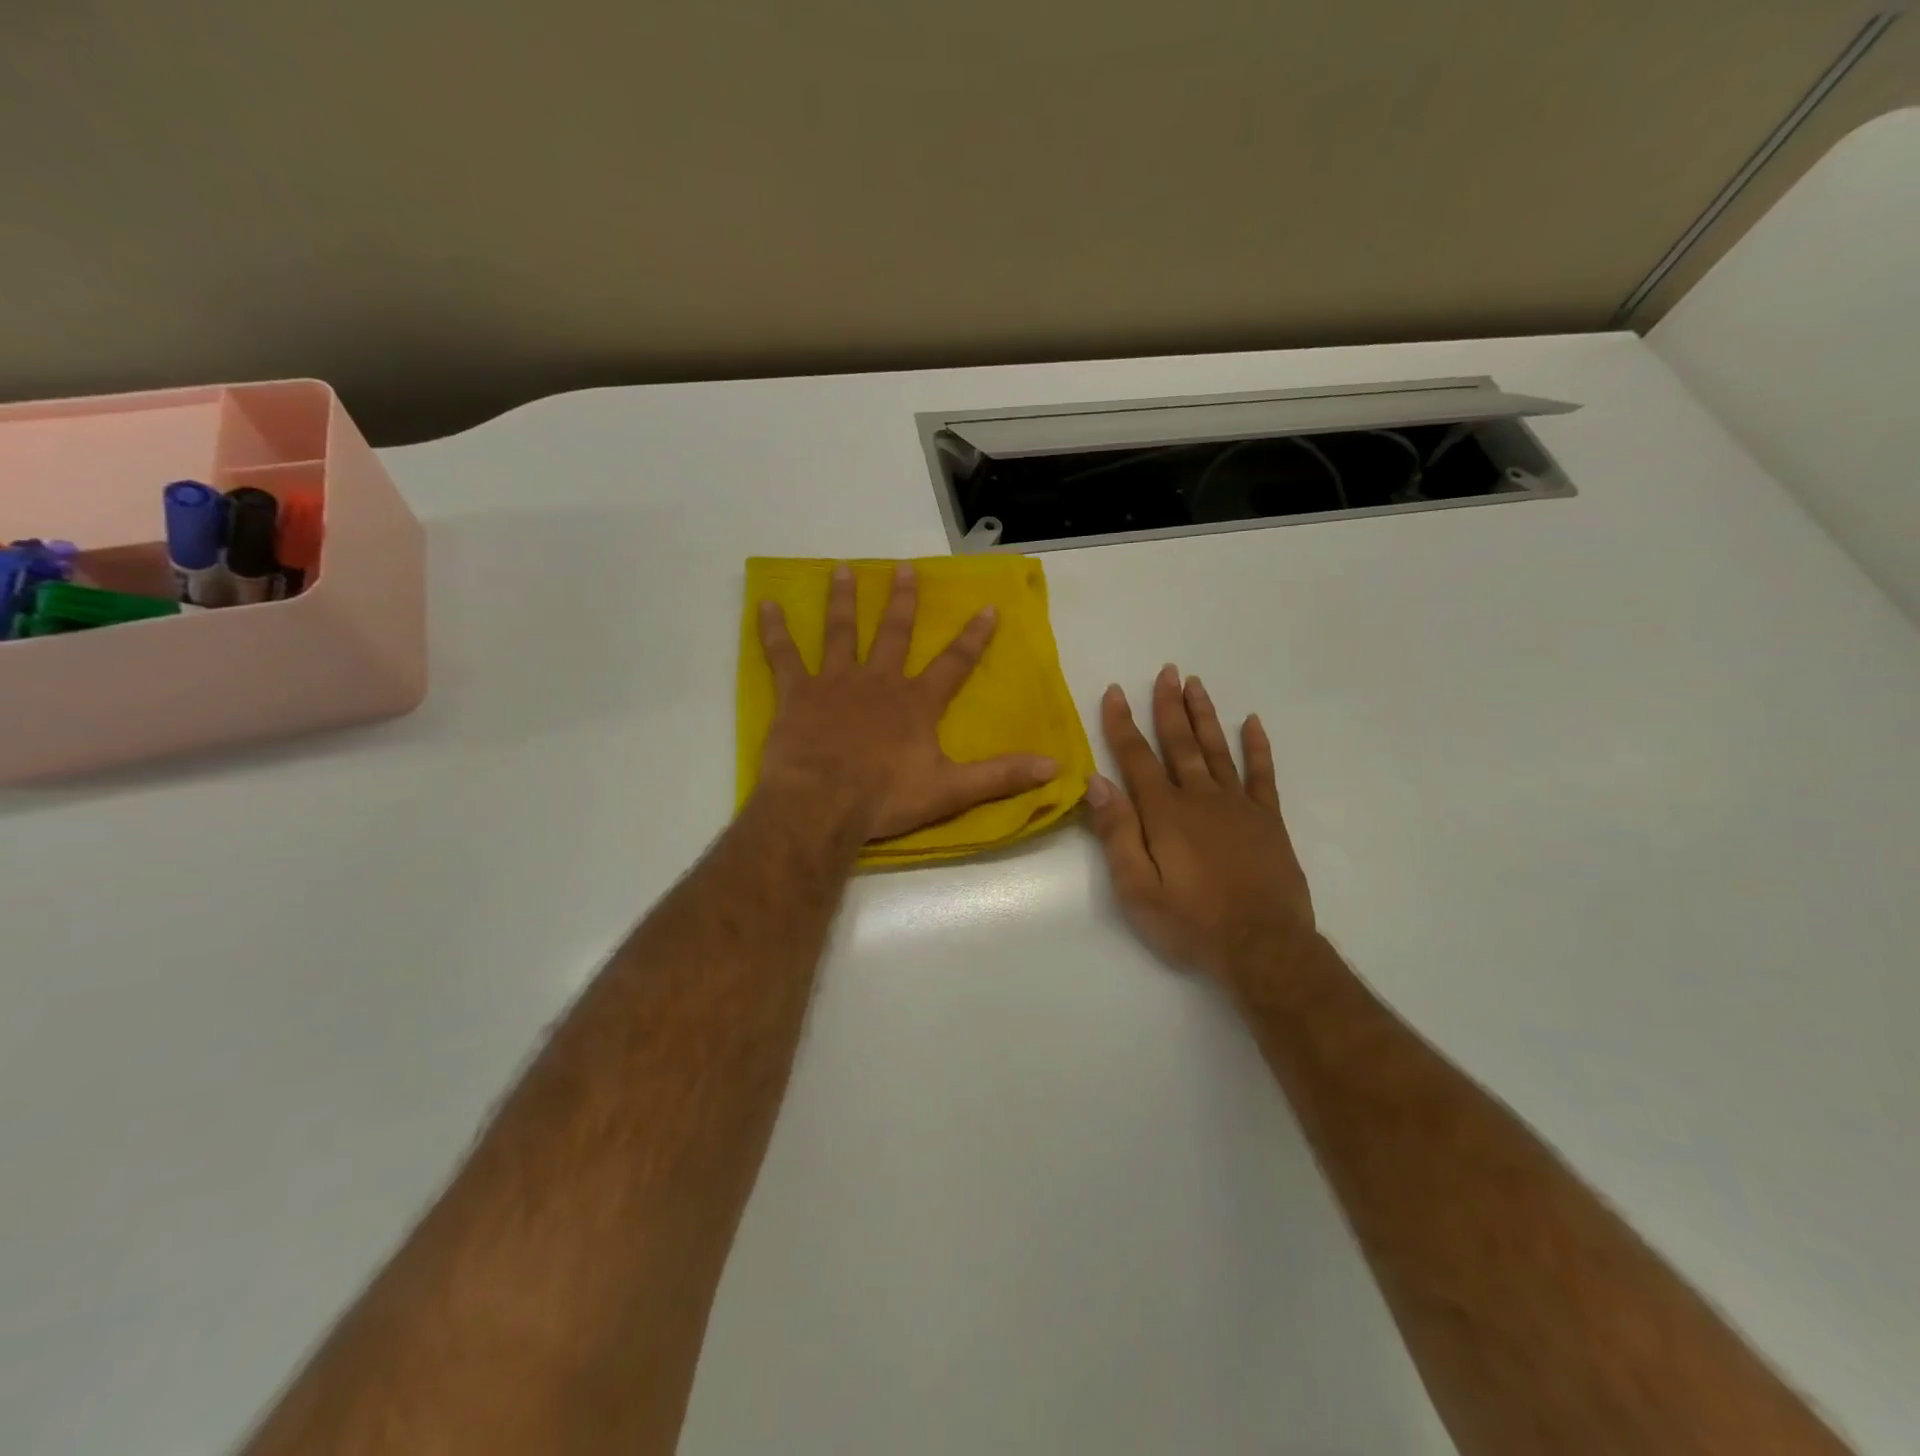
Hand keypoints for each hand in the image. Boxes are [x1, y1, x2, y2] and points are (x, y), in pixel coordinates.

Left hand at [757, 562, 1058, 840]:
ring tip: (842, 569)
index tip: (987, 608)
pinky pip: (783, 655)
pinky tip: (764, 604)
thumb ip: (1001, 776)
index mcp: (916, 703)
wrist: (821, 805)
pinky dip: (773, 630)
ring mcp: (835, 682)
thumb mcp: (951, 791)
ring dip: (843, 600)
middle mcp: (878, 681)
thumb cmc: (885, 798)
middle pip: (893, 633)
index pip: (953, 663)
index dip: (973, 637)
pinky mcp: (797, 694)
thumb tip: (1055, 767)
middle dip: (902, 600)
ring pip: (841, 632)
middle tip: (903, 569)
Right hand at [1085, 665, 1314, 981]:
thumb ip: (1117, 833)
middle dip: (1169, 706)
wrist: (1263, 948)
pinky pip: (1262, 774)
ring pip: (1217, 749)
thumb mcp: (1137, 888)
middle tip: (1167, 671)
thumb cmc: (1191, 923)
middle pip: (1180, 743)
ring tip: (1196, 684)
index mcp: (1164, 813)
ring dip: (1205, 715)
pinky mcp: (1267, 820)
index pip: (1136, 757)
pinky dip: (1257, 747)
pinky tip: (1252, 723)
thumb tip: (1097, 782)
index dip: (1122, 723)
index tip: (1116, 691)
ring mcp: (1238, 806)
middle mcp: (1200, 798)